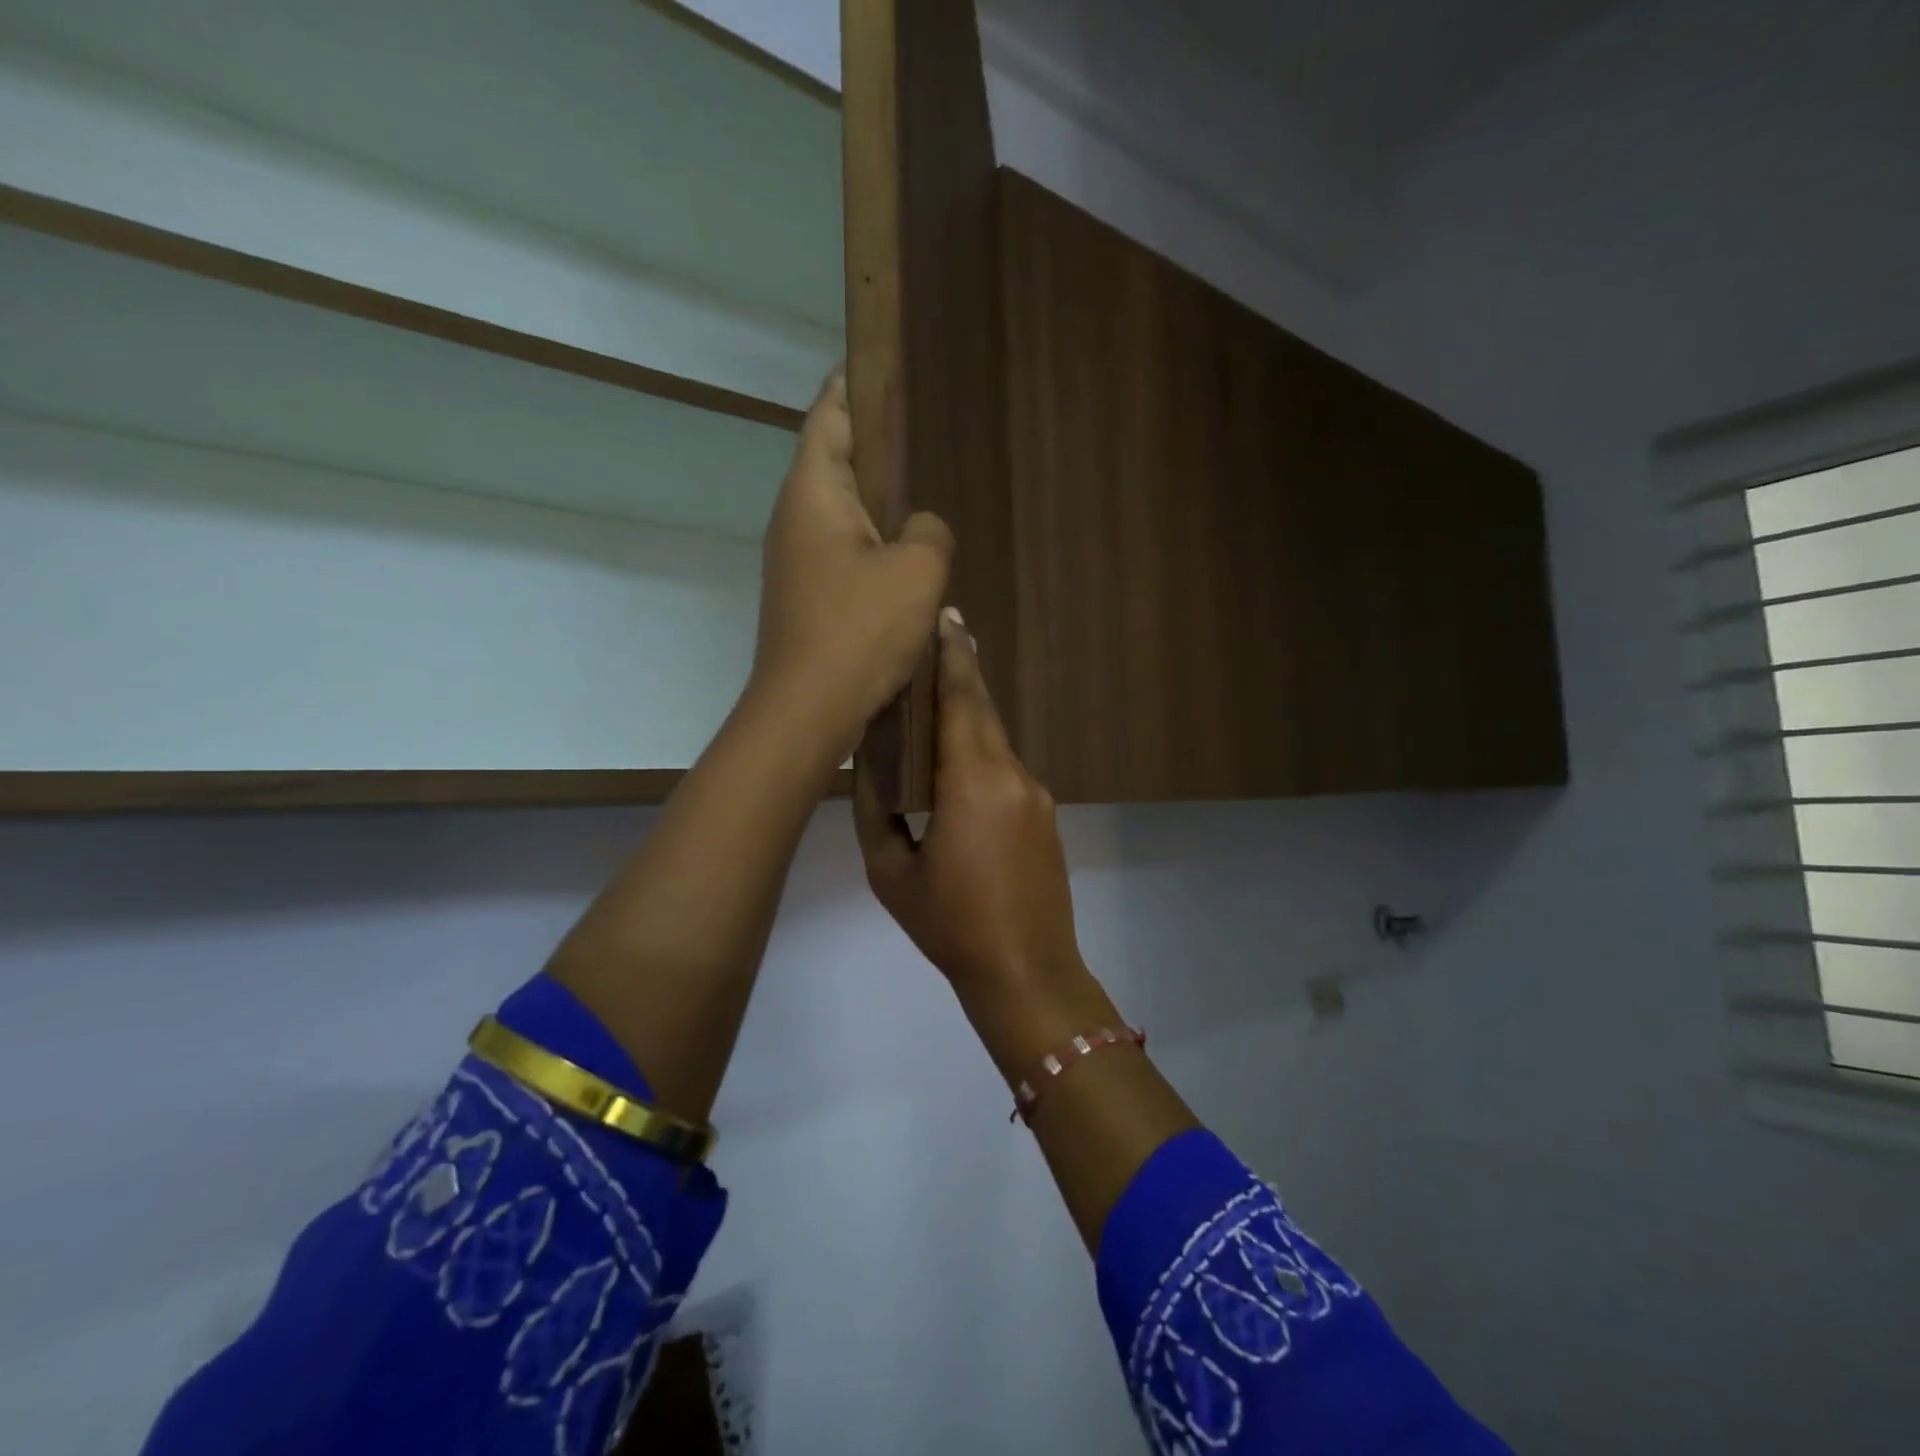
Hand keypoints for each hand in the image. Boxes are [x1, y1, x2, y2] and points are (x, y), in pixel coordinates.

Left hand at [750, 369, 952, 761]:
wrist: (807, 711)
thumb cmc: (859, 631)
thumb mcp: (917, 572)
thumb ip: (930, 532)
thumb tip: (919, 528)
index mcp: (814, 494)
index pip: (830, 418)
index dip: (852, 388)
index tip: (877, 369)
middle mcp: (795, 520)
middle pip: (833, 465)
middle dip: (871, 448)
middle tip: (916, 436)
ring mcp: (795, 563)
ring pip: (840, 516)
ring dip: (875, 507)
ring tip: (918, 501)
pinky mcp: (805, 600)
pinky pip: (843, 557)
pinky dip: (871, 550)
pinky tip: (903, 566)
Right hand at [855, 609, 1086, 993]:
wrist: (1027, 972)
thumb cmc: (950, 925)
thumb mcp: (892, 871)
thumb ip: (877, 810)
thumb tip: (871, 766)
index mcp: (973, 781)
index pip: (962, 700)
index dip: (953, 656)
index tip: (946, 616)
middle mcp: (1012, 775)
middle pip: (982, 711)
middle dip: (960, 675)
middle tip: (937, 642)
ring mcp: (1036, 794)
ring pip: (995, 740)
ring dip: (967, 717)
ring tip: (934, 701)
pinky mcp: (1045, 815)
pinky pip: (1006, 768)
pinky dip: (980, 752)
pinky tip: (957, 765)